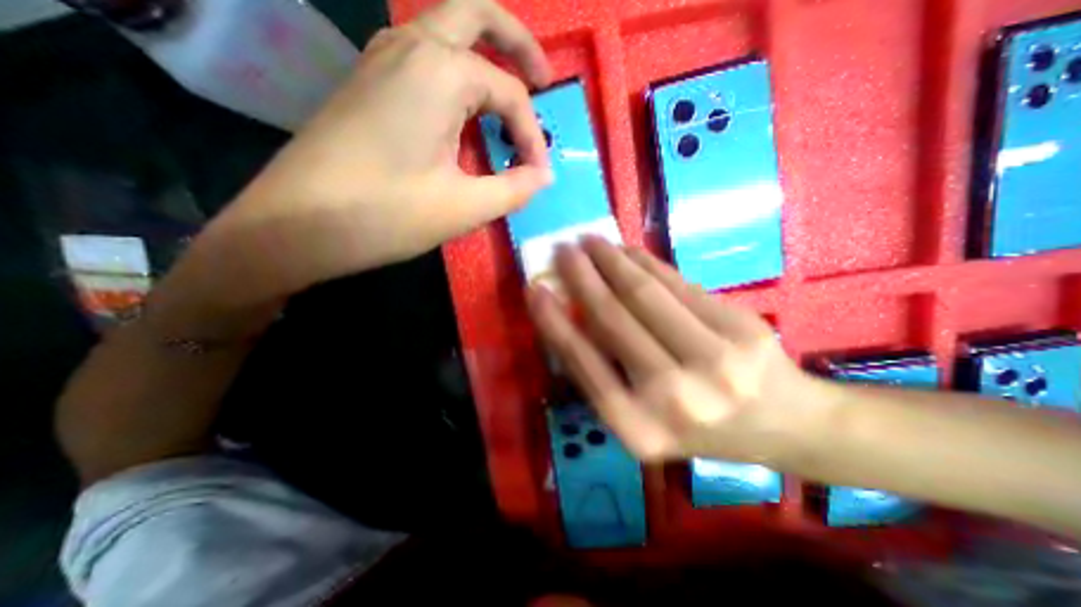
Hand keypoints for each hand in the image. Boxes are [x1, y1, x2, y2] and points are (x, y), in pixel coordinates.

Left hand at [201, 0, 550, 303]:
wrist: (296, 225)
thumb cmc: (385, 215)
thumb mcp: (464, 207)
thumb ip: (514, 189)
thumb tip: (542, 177)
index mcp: (439, 71)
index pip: (509, 94)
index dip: (532, 136)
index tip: (538, 175)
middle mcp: (410, 47)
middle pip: (475, 14)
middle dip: (517, 43)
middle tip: (543, 81)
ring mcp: (382, 60)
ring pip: (445, 31)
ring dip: (484, 52)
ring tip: (509, 95)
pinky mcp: (369, 84)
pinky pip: (424, 58)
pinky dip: (457, 72)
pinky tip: (465, 110)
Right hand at [530, 238, 829, 464]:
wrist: (783, 424)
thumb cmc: (698, 427)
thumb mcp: (641, 418)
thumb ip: (603, 374)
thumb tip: (569, 316)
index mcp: (639, 428)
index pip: (583, 363)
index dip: (554, 321)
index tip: (535, 289)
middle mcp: (674, 398)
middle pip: (613, 320)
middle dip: (581, 277)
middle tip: (563, 250)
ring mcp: (714, 361)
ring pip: (644, 295)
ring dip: (611, 261)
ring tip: (591, 241)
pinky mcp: (741, 328)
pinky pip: (678, 285)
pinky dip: (647, 263)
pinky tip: (627, 250)